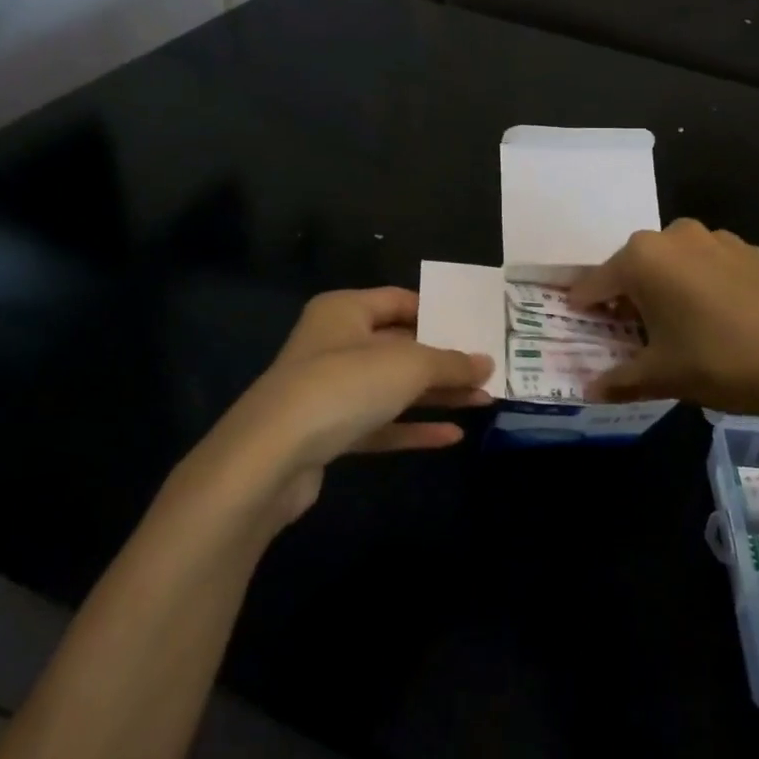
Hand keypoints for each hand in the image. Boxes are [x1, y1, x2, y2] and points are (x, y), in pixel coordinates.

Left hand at [173, 288, 492, 528]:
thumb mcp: (408, 366)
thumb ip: (450, 363)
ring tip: (483, 401)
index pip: (399, 301)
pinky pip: (380, 424)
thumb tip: (486, 363)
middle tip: (488, 369)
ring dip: (436, 395)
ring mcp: (329, 391)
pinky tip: (452, 436)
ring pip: (393, 388)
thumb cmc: (343, 386)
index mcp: (345, 311)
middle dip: (444, 360)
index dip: (438, 312)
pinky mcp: (328, 433)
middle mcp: (334, 344)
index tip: (475, 327)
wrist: (270, 458)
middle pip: (400, 346)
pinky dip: (413, 427)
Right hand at [568, 218, 758, 420]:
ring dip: (666, 289)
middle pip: (635, 267)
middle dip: (627, 298)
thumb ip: (620, 380)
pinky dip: (702, 287)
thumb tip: (589, 391)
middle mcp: (676, 236)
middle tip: (629, 333)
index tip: (578, 325)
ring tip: (676, 328)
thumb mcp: (663, 375)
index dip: (583, 307)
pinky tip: (719, 320)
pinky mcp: (753, 251)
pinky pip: (711, 267)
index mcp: (643, 259)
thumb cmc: (721, 361)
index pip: (596, 283)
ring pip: (675, 264)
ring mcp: (719, 239)